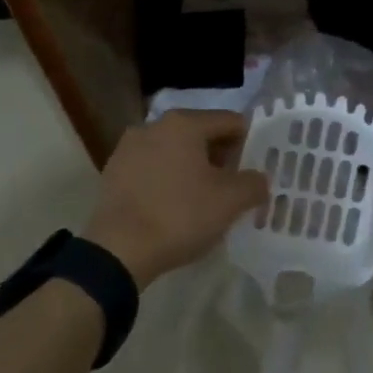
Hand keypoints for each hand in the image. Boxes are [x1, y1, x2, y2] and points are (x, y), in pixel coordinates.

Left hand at [82, 110, 268, 289]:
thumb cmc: (180, 216)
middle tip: (236, 185)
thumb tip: (259, 180)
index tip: (258, 167)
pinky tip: (175, 206)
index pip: (230, 122)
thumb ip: (253, 184)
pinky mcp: (113, 172)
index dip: (250, 142)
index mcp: (184, 123)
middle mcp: (154, 125)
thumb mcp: (230, 202)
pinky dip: (168, 180)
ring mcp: (129, 148)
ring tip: (205, 198)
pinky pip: (152, 168)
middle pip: (201, 134)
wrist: (118, 251)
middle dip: (221, 156)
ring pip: (175, 151)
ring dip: (193, 168)